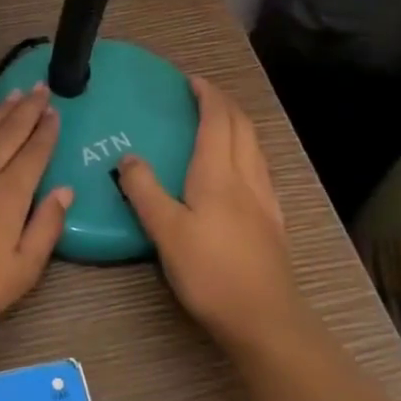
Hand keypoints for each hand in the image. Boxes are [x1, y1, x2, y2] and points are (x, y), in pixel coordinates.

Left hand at [0, 83, 71, 359]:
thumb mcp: (20, 272)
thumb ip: (46, 228)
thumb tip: (65, 190)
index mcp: (7, 195)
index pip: (33, 153)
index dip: (46, 131)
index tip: (55, 109)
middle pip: (7, 134)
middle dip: (25, 110)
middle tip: (40, 87)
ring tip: (13, 96)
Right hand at [115, 75, 301, 350]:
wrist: (264, 318)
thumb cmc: (210, 272)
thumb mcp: (166, 231)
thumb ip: (144, 191)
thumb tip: (128, 158)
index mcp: (219, 174)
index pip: (218, 121)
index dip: (207, 96)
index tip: (192, 81)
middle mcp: (246, 178)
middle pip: (242, 128)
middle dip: (224, 104)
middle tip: (203, 95)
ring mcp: (265, 200)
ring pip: (255, 147)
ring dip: (238, 125)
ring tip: (219, 123)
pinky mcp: (272, 221)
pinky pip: (260, 169)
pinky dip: (247, 151)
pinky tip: (239, 170)